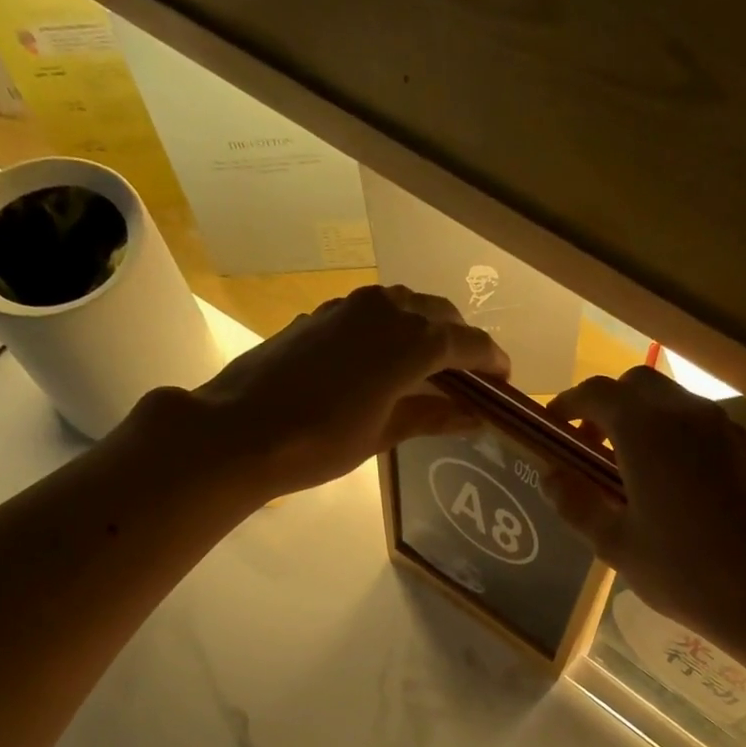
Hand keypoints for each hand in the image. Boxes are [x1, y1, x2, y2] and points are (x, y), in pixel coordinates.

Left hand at [189, 284, 507, 494]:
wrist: (241, 429)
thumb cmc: (319, 441)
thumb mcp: (383, 434)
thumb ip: (432, 416)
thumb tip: (472, 416)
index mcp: (411, 341)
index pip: (468, 342)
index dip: (492, 360)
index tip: (504, 381)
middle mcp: (386, 310)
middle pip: (440, 315)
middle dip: (462, 341)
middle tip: (470, 376)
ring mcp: (350, 307)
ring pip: (405, 305)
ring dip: (426, 328)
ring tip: (431, 366)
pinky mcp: (322, 313)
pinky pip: (373, 312)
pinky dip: (392, 328)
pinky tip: (385, 360)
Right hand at [547, 368, 745, 643]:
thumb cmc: (682, 572)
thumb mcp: (615, 544)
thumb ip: (576, 503)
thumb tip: (550, 475)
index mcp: (646, 432)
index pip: (597, 392)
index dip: (569, 404)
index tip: (554, 426)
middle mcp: (689, 415)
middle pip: (639, 385)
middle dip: (609, 406)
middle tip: (593, 447)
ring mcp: (728, 430)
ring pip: (677, 403)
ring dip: (647, 422)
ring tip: (635, 470)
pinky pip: (708, 431)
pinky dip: (682, 441)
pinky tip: (683, 488)